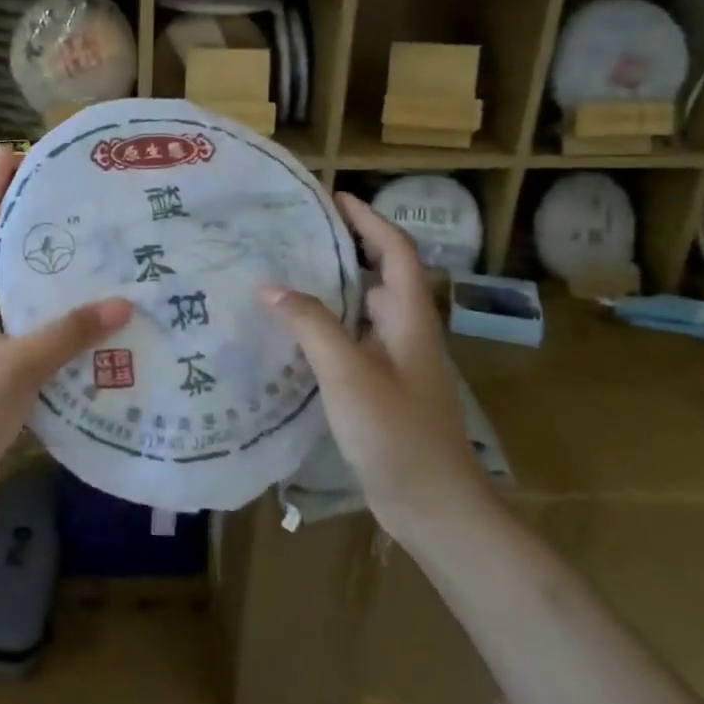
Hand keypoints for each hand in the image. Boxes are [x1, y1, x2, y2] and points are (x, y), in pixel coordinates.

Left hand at [0, 147, 131, 518]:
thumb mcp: (15, 365)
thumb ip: (68, 334)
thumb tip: (123, 303)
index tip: (13, 154)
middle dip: (21, 226)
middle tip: (64, 201)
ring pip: (9, 297)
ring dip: (39, 277)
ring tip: (82, 253)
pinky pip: (21, 334)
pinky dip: (47, 323)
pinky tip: (82, 321)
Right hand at [260, 192, 491, 539]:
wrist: (433, 506)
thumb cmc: (397, 433)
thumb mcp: (348, 373)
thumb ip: (311, 325)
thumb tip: (269, 286)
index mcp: (409, 319)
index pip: (396, 251)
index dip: (369, 220)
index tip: (335, 198)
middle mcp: (407, 333)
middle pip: (381, 275)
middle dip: (346, 247)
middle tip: (297, 234)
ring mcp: (397, 363)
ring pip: (364, 310)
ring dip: (333, 287)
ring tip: (286, 274)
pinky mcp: (383, 389)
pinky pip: (353, 341)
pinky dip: (327, 325)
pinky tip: (293, 333)